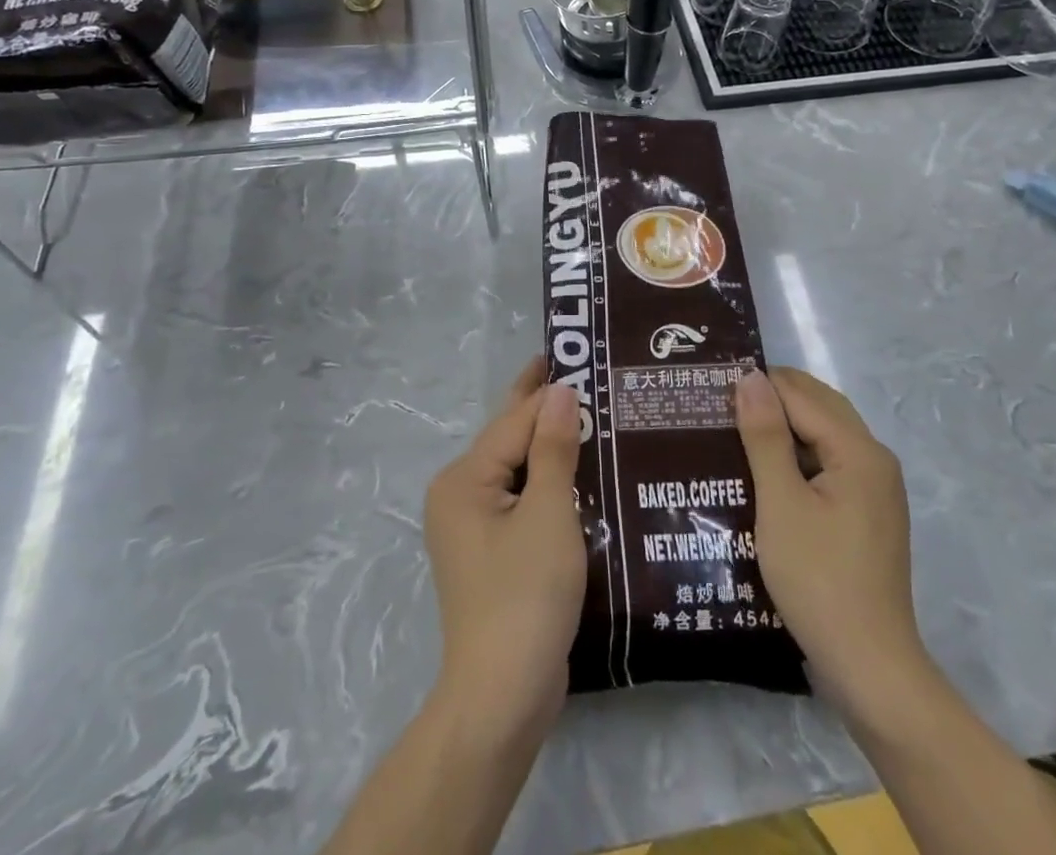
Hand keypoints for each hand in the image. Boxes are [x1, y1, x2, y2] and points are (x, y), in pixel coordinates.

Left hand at [424, 359, 584, 739]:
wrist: (503, 697)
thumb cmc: (525, 596)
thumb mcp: (547, 515)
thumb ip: (553, 449)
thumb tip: (559, 390)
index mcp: (464, 479)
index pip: (515, 421)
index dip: (551, 390)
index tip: (583, 358)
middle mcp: (460, 494)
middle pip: (511, 441)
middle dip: (547, 411)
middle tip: (588, 376)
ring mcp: (473, 527)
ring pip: (519, 471)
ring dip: (553, 448)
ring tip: (596, 417)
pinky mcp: (492, 553)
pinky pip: (522, 501)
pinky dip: (550, 483)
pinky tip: (583, 473)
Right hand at [734, 367, 929, 719]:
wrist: (869, 667)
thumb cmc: (818, 579)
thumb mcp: (780, 503)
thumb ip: (765, 436)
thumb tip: (750, 376)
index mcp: (859, 450)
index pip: (801, 394)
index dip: (758, 385)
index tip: (712, 388)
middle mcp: (874, 459)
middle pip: (819, 406)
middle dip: (772, 399)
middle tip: (720, 405)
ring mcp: (875, 487)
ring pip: (824, 434)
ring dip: (783, 426)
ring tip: (733, 431)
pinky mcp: (867, 512)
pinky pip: (829, 462)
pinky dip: (798, 455)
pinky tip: (763, 470)